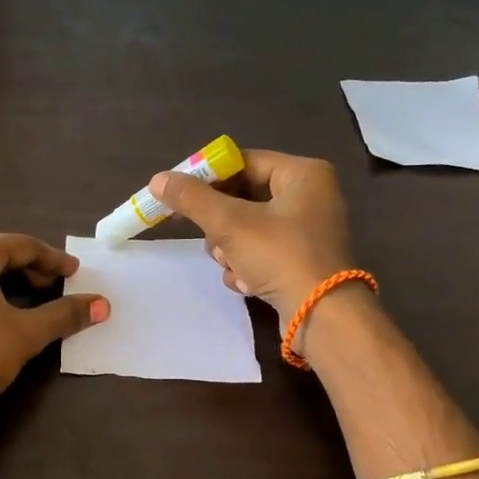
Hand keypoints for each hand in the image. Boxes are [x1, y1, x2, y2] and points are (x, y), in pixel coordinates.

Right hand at [151, 149, 355, 331]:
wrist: (321, 316)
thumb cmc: (280, 256)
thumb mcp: (230, 224)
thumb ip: (192, 199)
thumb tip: (157, 179)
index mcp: (302, 174)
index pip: (243, 162)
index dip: (207, 177)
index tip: (178, 196)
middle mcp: (309, 196)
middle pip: (242, 197)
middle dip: (220, 224)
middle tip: (210, 238)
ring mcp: (305, 231)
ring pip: (245, 228)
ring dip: (229, 249)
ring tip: (232, 264)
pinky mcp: (299, 260)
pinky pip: (259, 252)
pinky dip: (246, 266)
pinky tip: (247, 282)